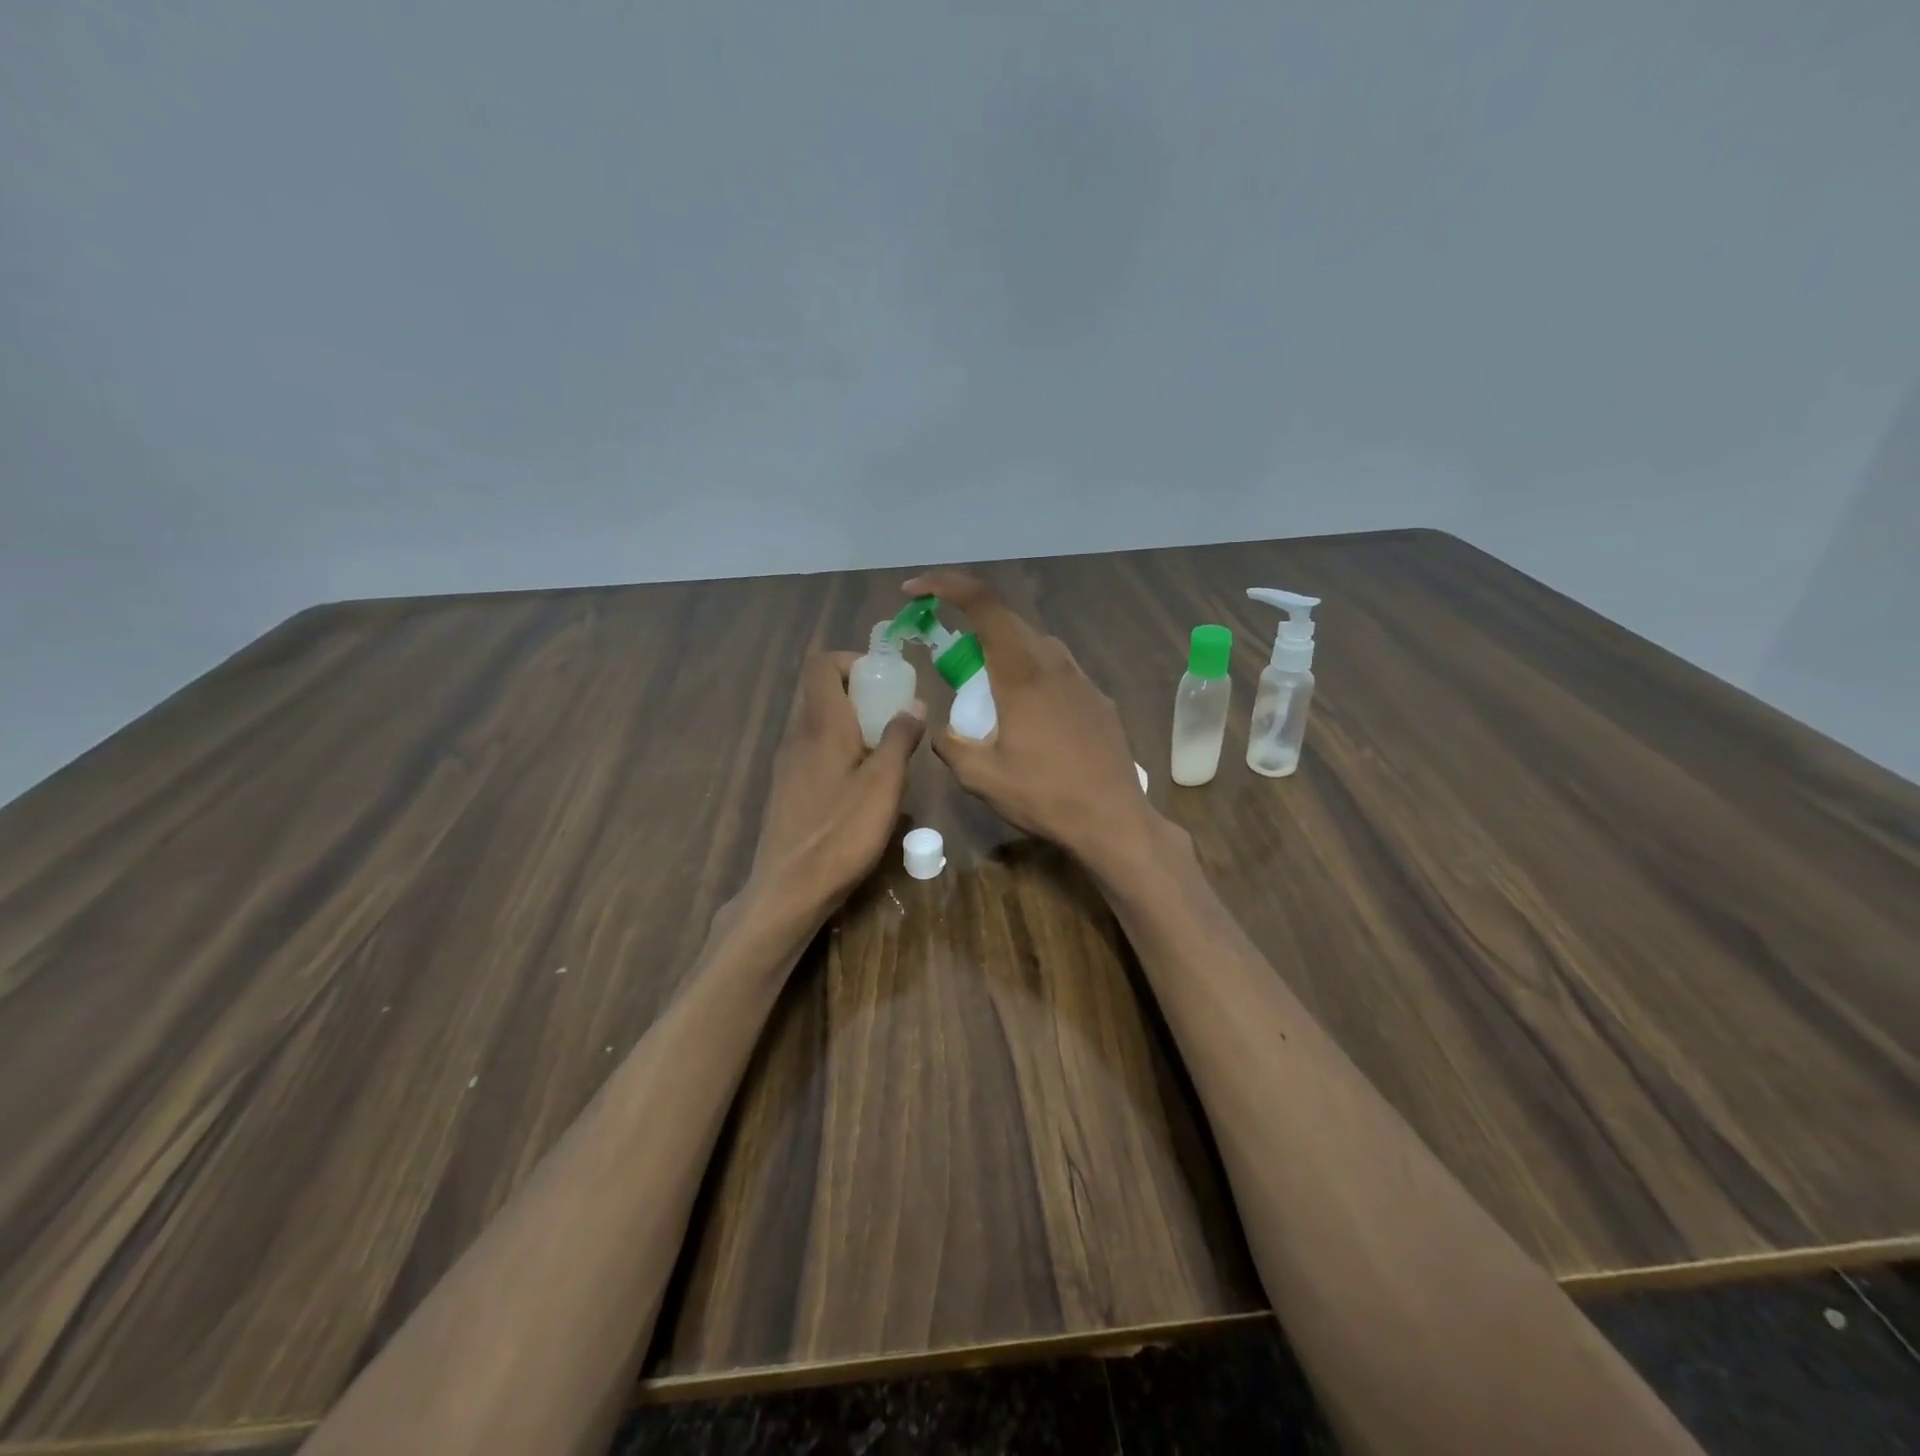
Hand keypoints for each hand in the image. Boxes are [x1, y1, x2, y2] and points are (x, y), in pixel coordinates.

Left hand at [749, 651, 925, 913]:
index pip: (821, 664)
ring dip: (848, 720)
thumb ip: (900, 738)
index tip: (884, 680)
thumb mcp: (884, 784)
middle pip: (819, 690)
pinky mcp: (787, 787)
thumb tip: (914, 703)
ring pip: (816, 720)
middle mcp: (798, 734)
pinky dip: (837, 746)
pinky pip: (812, 748)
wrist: (790, 887)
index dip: (852, 661)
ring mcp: (788, 762)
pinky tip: (861, 781)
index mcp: (821, 724)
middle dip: (856, 691)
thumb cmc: (842, 831)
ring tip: (882, 747)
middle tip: (891, 713)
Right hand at [903, 569, 1156, 865]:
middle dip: (968, 627)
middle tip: (946, 661)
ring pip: (1033, 645)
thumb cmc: (1044, 795)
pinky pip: (1055, 670)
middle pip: (1006, 622)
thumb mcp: (980, 777)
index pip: (982, 602)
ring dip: (1001, 654)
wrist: (1114, 820)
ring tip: (985, 694)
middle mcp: (1054, 662)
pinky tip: (1026, 718)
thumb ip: (950, 744)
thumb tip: (942, 729)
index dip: (945, 585)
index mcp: (1021, 671)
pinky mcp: (1097, 698)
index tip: (915, 591)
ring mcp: (1081, 678)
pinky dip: (1028, 676)